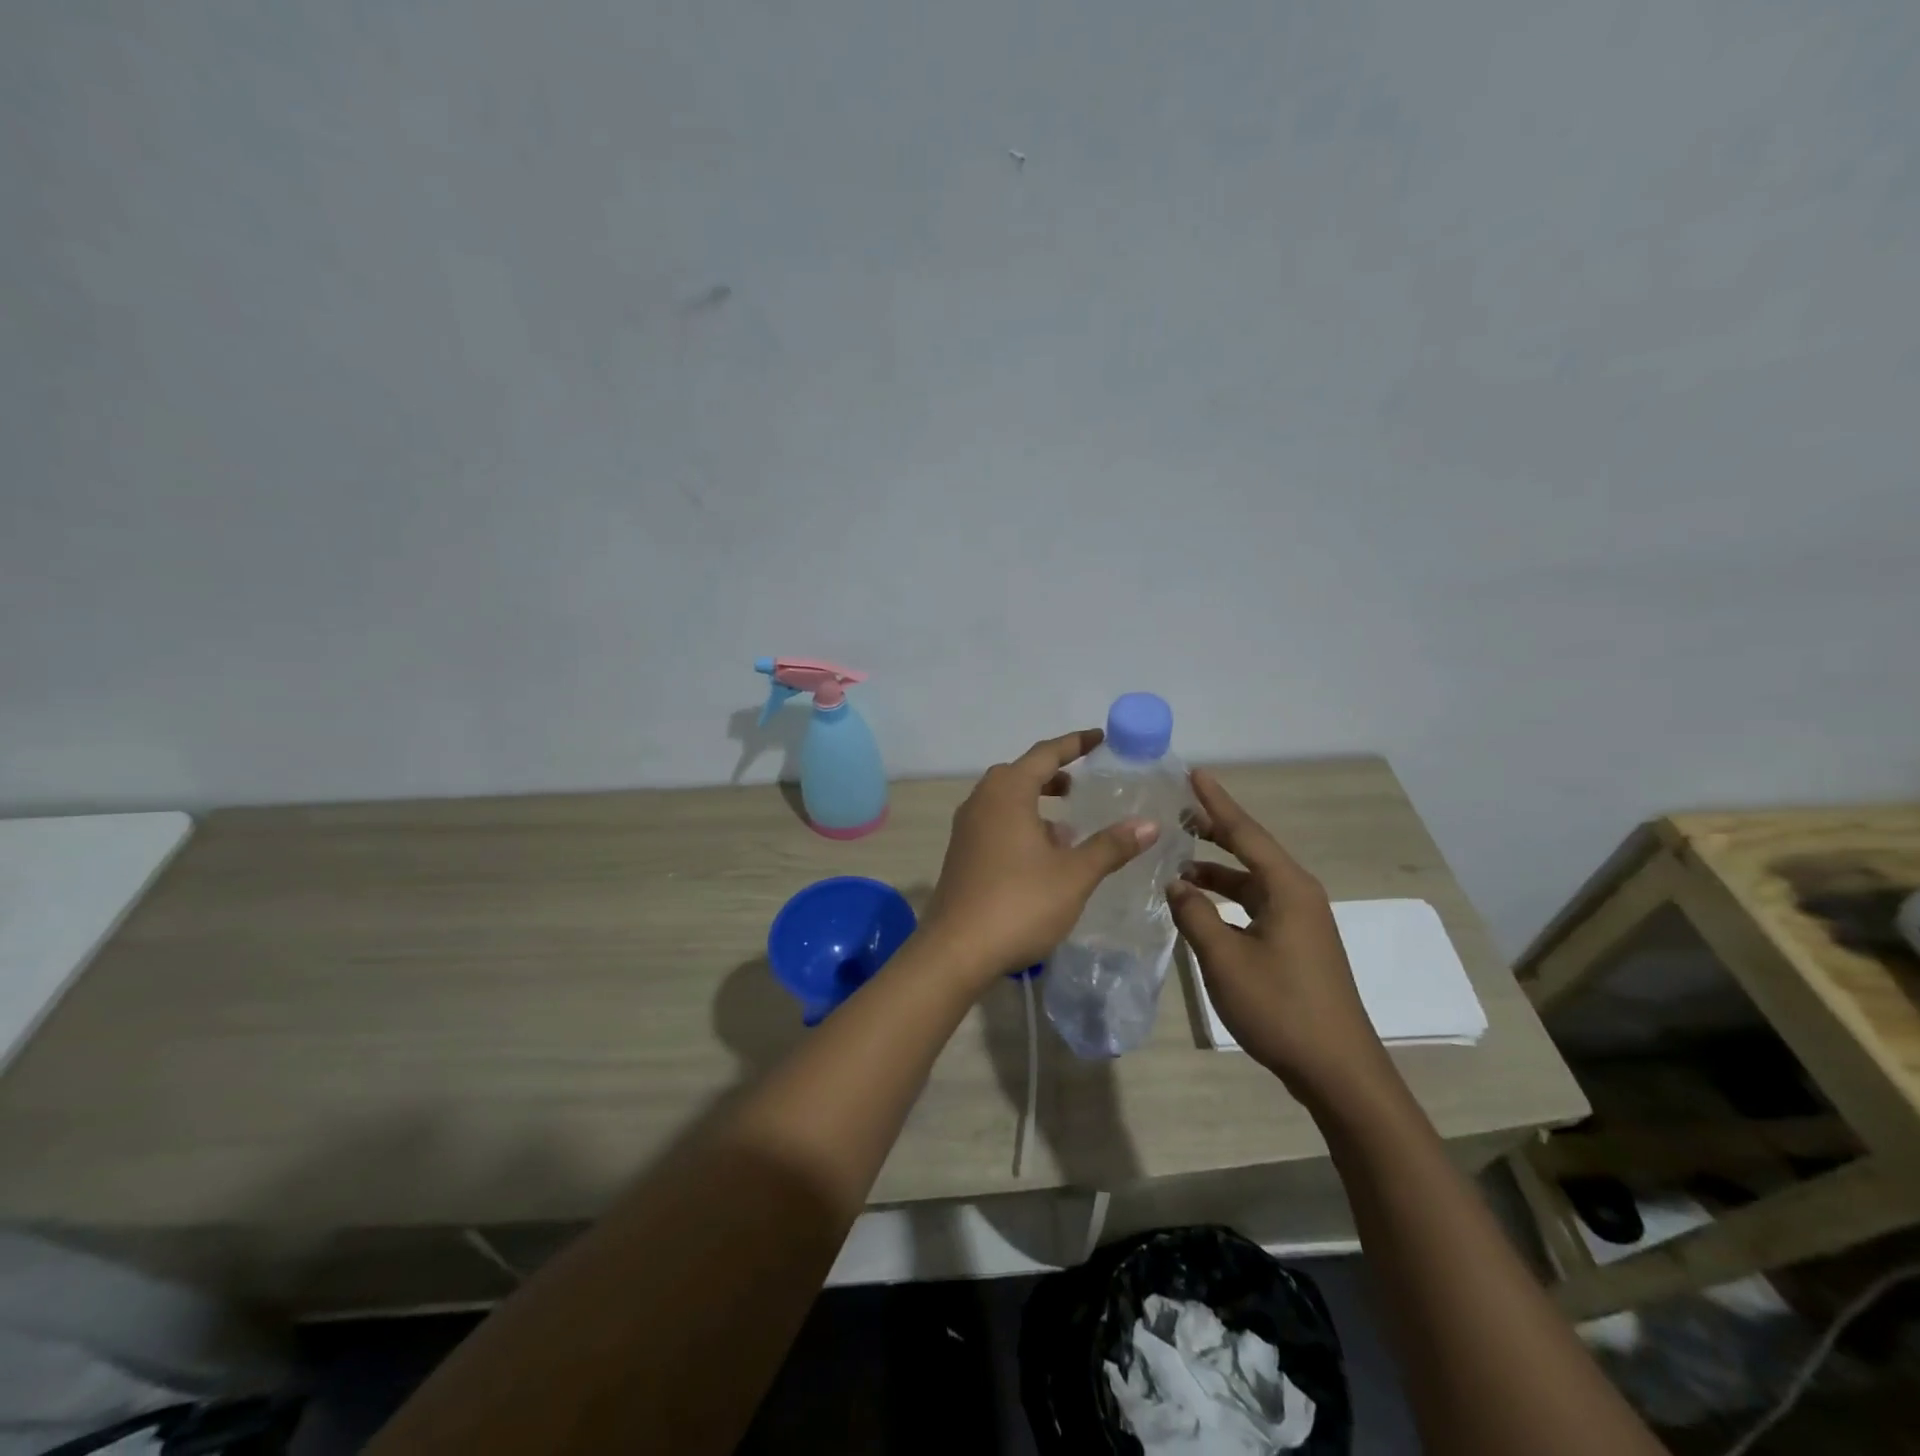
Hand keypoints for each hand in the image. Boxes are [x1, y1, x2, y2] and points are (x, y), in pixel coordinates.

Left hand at [923, 729, 1158, 984]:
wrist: (955, 951)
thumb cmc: (1019, 904)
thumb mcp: (1074, 875)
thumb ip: (1110, 846)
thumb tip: (1149, 823)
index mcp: (1007, 793)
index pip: (1044, 754)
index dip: (1075, 744)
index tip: (1100, 738)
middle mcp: (981, 802)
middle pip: (1019, 774)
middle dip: (1052, 775)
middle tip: (1081, 784)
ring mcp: (966, 829)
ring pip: (1005, 802)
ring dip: (1036, 804)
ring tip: (1068, 827)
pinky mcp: (961, 855)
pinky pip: (995, 824)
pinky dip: (1021, 826)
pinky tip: (1042, 857)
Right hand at [1167, 769, 1393, 1099]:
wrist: (1337, 1069)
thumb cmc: (1280, 1006)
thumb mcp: (1224, 958)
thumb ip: (1195, 914)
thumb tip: (1176, 884)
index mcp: (1287, 888)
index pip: (1245, 832)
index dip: (1216, 802)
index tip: (1194, 773)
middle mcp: (1298, 895)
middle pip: (1251, 851)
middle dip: (1215, 831)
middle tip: (1180, 812)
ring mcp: (1300, 921)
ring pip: (1252, 882)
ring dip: (1217, 871)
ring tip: (1178, 864)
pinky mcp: (1297, 945)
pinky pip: (1256, 905)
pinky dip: (1228, 899)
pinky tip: (1202, 908)